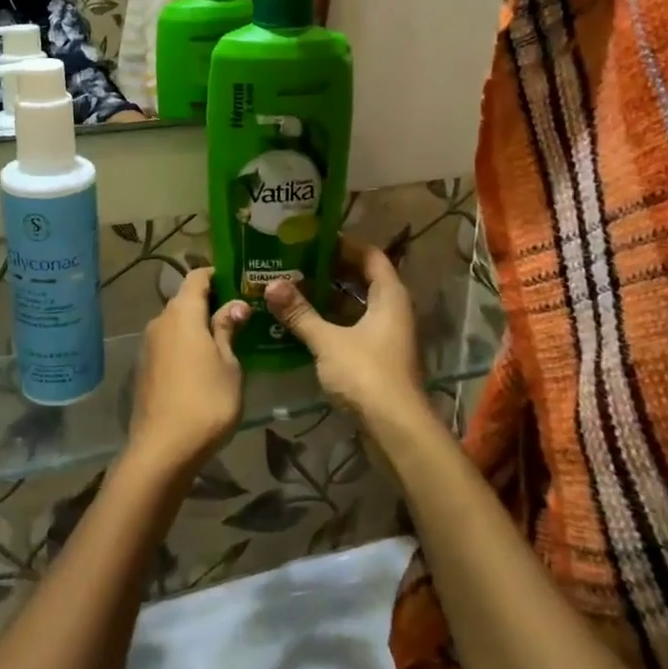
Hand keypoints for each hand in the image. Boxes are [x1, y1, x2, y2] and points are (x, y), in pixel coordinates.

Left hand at [128, 269, 250, 479]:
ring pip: (177, 323)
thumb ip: (227, 330)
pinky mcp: (145, 367)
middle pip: (186, 299)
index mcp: (182, 313)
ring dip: (199, 325)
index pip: (197, 276)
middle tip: (242, 313)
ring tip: (228, 337)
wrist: (163, 449)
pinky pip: (169, 343)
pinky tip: (205, 362)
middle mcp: (160, 321)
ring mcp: (149, 345)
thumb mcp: (229, 364)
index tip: (242, 282)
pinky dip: (187, 344)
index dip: (219, 275)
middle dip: (212, 301)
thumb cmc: (206, 402)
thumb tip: (234, 305)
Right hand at [266, 240, 423, 425]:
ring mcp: (386, 335)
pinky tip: (302, 323)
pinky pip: (353, 327)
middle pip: (362, 279)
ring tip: (292, 288)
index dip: (344, 244)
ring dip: (328, 298)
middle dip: (330, 271)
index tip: (312, 239)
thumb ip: (300, 313)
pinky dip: (331, 322)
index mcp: (390, 295)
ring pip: (356, 306)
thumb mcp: (328, 341)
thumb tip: (271, 285)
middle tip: (295, 262)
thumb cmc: (366, 374)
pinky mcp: (378, 357)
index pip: (370, 255)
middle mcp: (393, 309)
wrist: (395, 429)